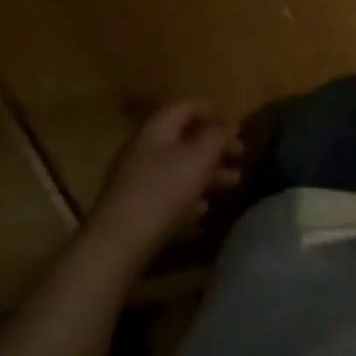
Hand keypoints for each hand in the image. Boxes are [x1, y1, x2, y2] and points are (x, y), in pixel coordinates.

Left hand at [83, 102, 242, 268]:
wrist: (115, 247)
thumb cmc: (162, 192)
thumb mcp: (199, 158)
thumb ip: (217, 136)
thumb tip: (228, 125)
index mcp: (157, 128)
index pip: (188, 107)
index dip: (214, 112)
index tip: (237, 127)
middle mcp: (144, 149)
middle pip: (185, 140)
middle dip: (215, 148)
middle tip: (240, 159)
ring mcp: (136, 181)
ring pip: (179, 169)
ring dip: (207, 175)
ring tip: (232, 185)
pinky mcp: (133, 210)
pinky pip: (167, 196)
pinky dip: (188, 199)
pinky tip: (202, 213)